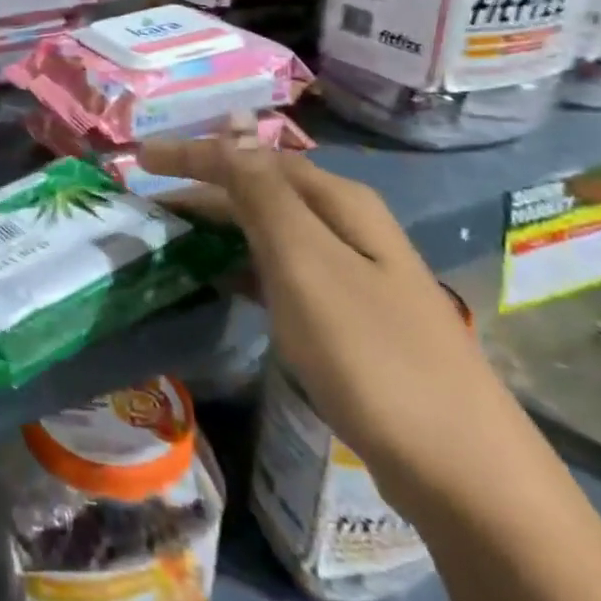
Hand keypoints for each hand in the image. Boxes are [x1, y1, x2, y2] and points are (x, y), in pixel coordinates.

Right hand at [138, 132, 520, 513]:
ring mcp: (352, 274)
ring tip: (171, 236)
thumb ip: (263, 195)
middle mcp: (348, 227)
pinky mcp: (347, 318)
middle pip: (262, 190)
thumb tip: (230, 132)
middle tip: (148, 202)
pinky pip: (279, 272)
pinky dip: (241, 265)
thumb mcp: (306, 264)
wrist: (460, 468)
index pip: (252, 159)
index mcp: (339, 203)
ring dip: (219, 227)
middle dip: (203, 188)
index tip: (140, 159)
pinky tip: (218, 281)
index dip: (194, 153)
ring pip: (269, 232)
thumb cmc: (371, 354)